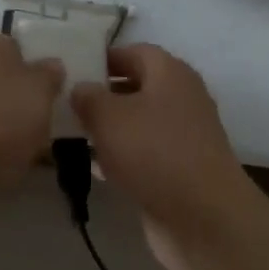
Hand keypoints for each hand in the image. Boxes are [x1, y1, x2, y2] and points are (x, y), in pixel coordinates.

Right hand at [69, 44, 256, 269]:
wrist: (203, 218)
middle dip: (103, 94)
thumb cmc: (154, 153)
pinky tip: (94, 167)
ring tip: (72, 134)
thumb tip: (80, 88)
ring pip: (138, 122)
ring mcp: (183, 136)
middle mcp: (181, 98)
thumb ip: (88, 97)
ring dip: (109, 128)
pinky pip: (144, 153)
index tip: (71, 71)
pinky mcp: (180, 169)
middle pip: (136, 86)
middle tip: (65, 104)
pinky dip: (121, 156)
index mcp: (170, 73)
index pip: (133, 52)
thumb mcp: (109, 117)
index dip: (103, 58)